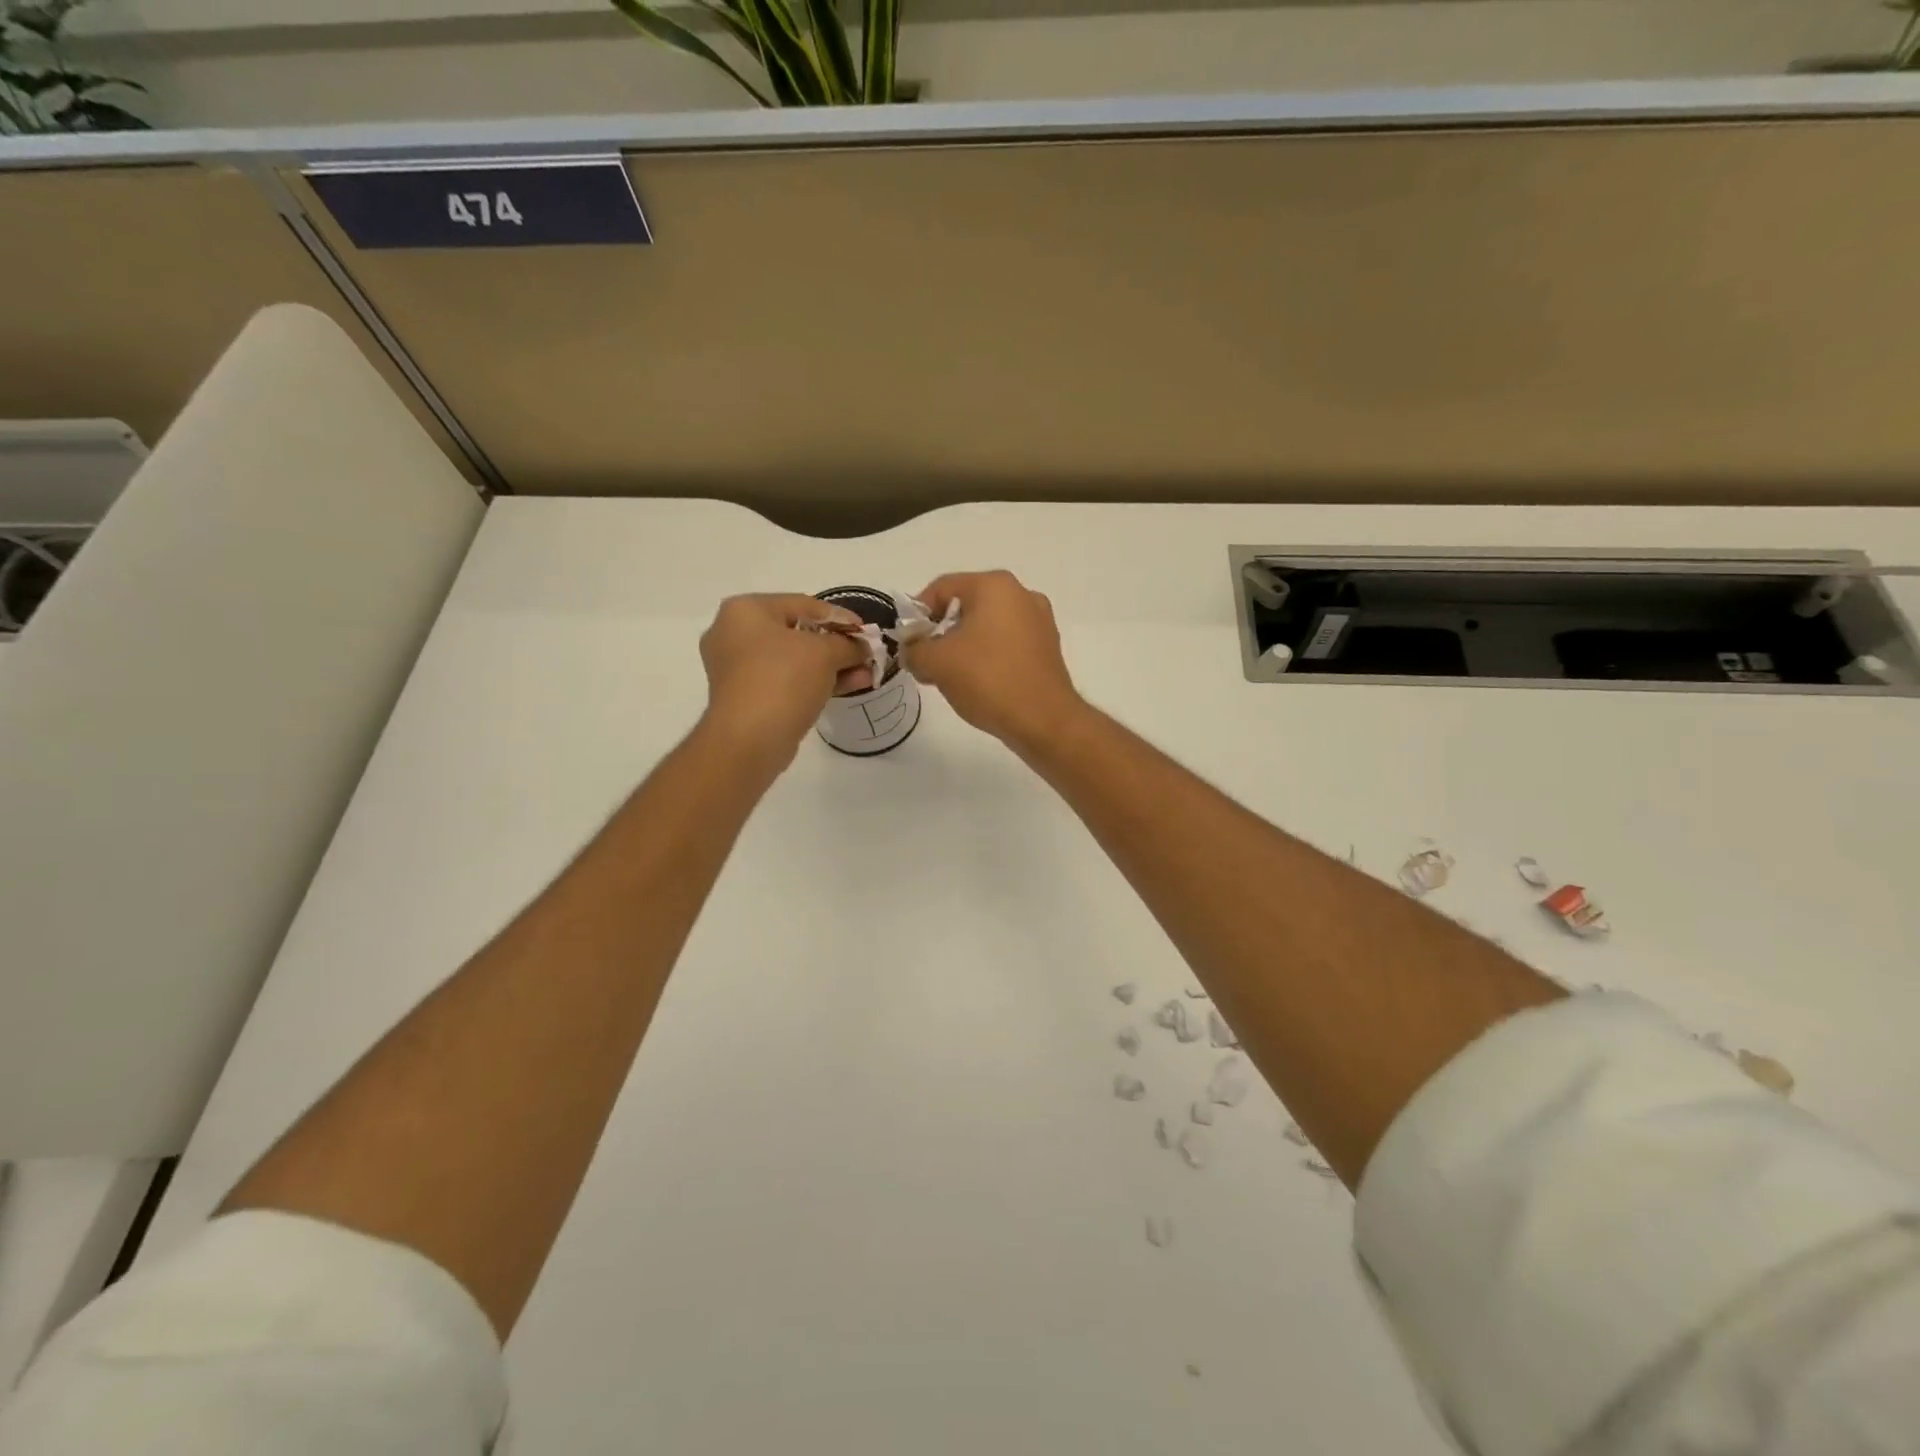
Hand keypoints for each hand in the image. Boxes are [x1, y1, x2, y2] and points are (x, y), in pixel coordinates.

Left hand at [698, 595, 868, 768]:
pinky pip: (785, 680)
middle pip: (797, 632)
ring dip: (831, 666)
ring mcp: (736, 667)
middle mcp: (733, 633)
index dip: (840, 616)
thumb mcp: (825, 653)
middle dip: (837, 645)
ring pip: (794, 660)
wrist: (749, 739)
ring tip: (865, 674)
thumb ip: (848, 644)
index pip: (803, 604)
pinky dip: (814, 682)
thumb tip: (862, 647)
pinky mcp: (745, 696)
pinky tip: (848, 687)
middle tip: (864, 654)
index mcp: (745, 610)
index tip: (866, 631)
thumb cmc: (783, 679)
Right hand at [904, 571, 1085, 750]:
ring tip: (949, 677)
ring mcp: (1039, 621)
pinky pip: (1006, 644)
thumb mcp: (936, 663)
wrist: (1043, 720)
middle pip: (966, 606)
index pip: (942, 588)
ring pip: (987, 626)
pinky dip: (987, 657)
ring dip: (963, 646)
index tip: (908, 643)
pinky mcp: (1047, 648)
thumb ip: (914, 650)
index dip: (917, 614)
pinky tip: (978, 683)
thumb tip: (913, 651)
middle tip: (926, 662)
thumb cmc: (987, 679)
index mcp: (994, 586)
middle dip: (940, 632)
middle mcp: (1021, 594)